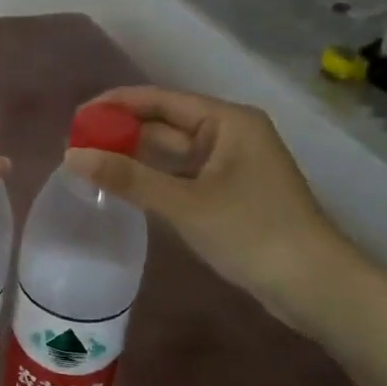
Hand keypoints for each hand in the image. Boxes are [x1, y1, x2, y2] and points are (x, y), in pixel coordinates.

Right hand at [63, 86, 365, 336]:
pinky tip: (124, 187)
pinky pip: (182, 176)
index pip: (161, 100)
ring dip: (135, 157)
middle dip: (123, 132)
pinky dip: (154, 179)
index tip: (77, 117)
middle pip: (166, 124)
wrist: (315, 286)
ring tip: (90, 163)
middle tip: (75, 145)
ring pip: (172, 153)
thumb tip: (71, 156)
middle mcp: (230, 134)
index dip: (117, 104)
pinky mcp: (230, 193)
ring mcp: (232, 165)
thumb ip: (127, 178)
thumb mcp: (185, 203)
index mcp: (228, 121)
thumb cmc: (252, 233)